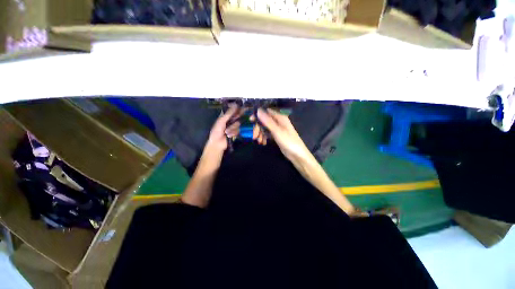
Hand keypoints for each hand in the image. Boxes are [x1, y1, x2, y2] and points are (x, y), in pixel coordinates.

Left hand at [205, 104, 241, 153]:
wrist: (218, 143)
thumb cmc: (217, 131)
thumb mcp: (221, 121)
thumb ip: (228, 113)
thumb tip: (235, 105)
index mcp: (225, 116)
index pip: (232, 110)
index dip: (236, 109)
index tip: (240, 107)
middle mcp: (230, 120)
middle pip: (237, 116)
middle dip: (237, 118)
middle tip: (237, 119)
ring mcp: (234, 126)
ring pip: (238, 124)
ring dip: (232, 128)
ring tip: (227, 132)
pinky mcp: (237, 132)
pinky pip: (239, 130)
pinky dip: (234, 132)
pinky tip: (229, 135)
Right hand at [254, 108, 312, 163]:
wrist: (297, 155)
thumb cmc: (289, 141)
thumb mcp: (277, 131)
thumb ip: (267, 121)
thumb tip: (258, 110)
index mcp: (280, 117)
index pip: (266, 112)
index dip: (258, 115)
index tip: (250, 120)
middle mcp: (278, 121)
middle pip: (264, 121)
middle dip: (258, 128)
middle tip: (254, 136)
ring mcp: (277, 129)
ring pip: (265, 128)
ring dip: (260, 133)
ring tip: (259, 141)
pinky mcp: (276, 136)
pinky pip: (267, 134)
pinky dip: (264, 137)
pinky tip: (263, 142)